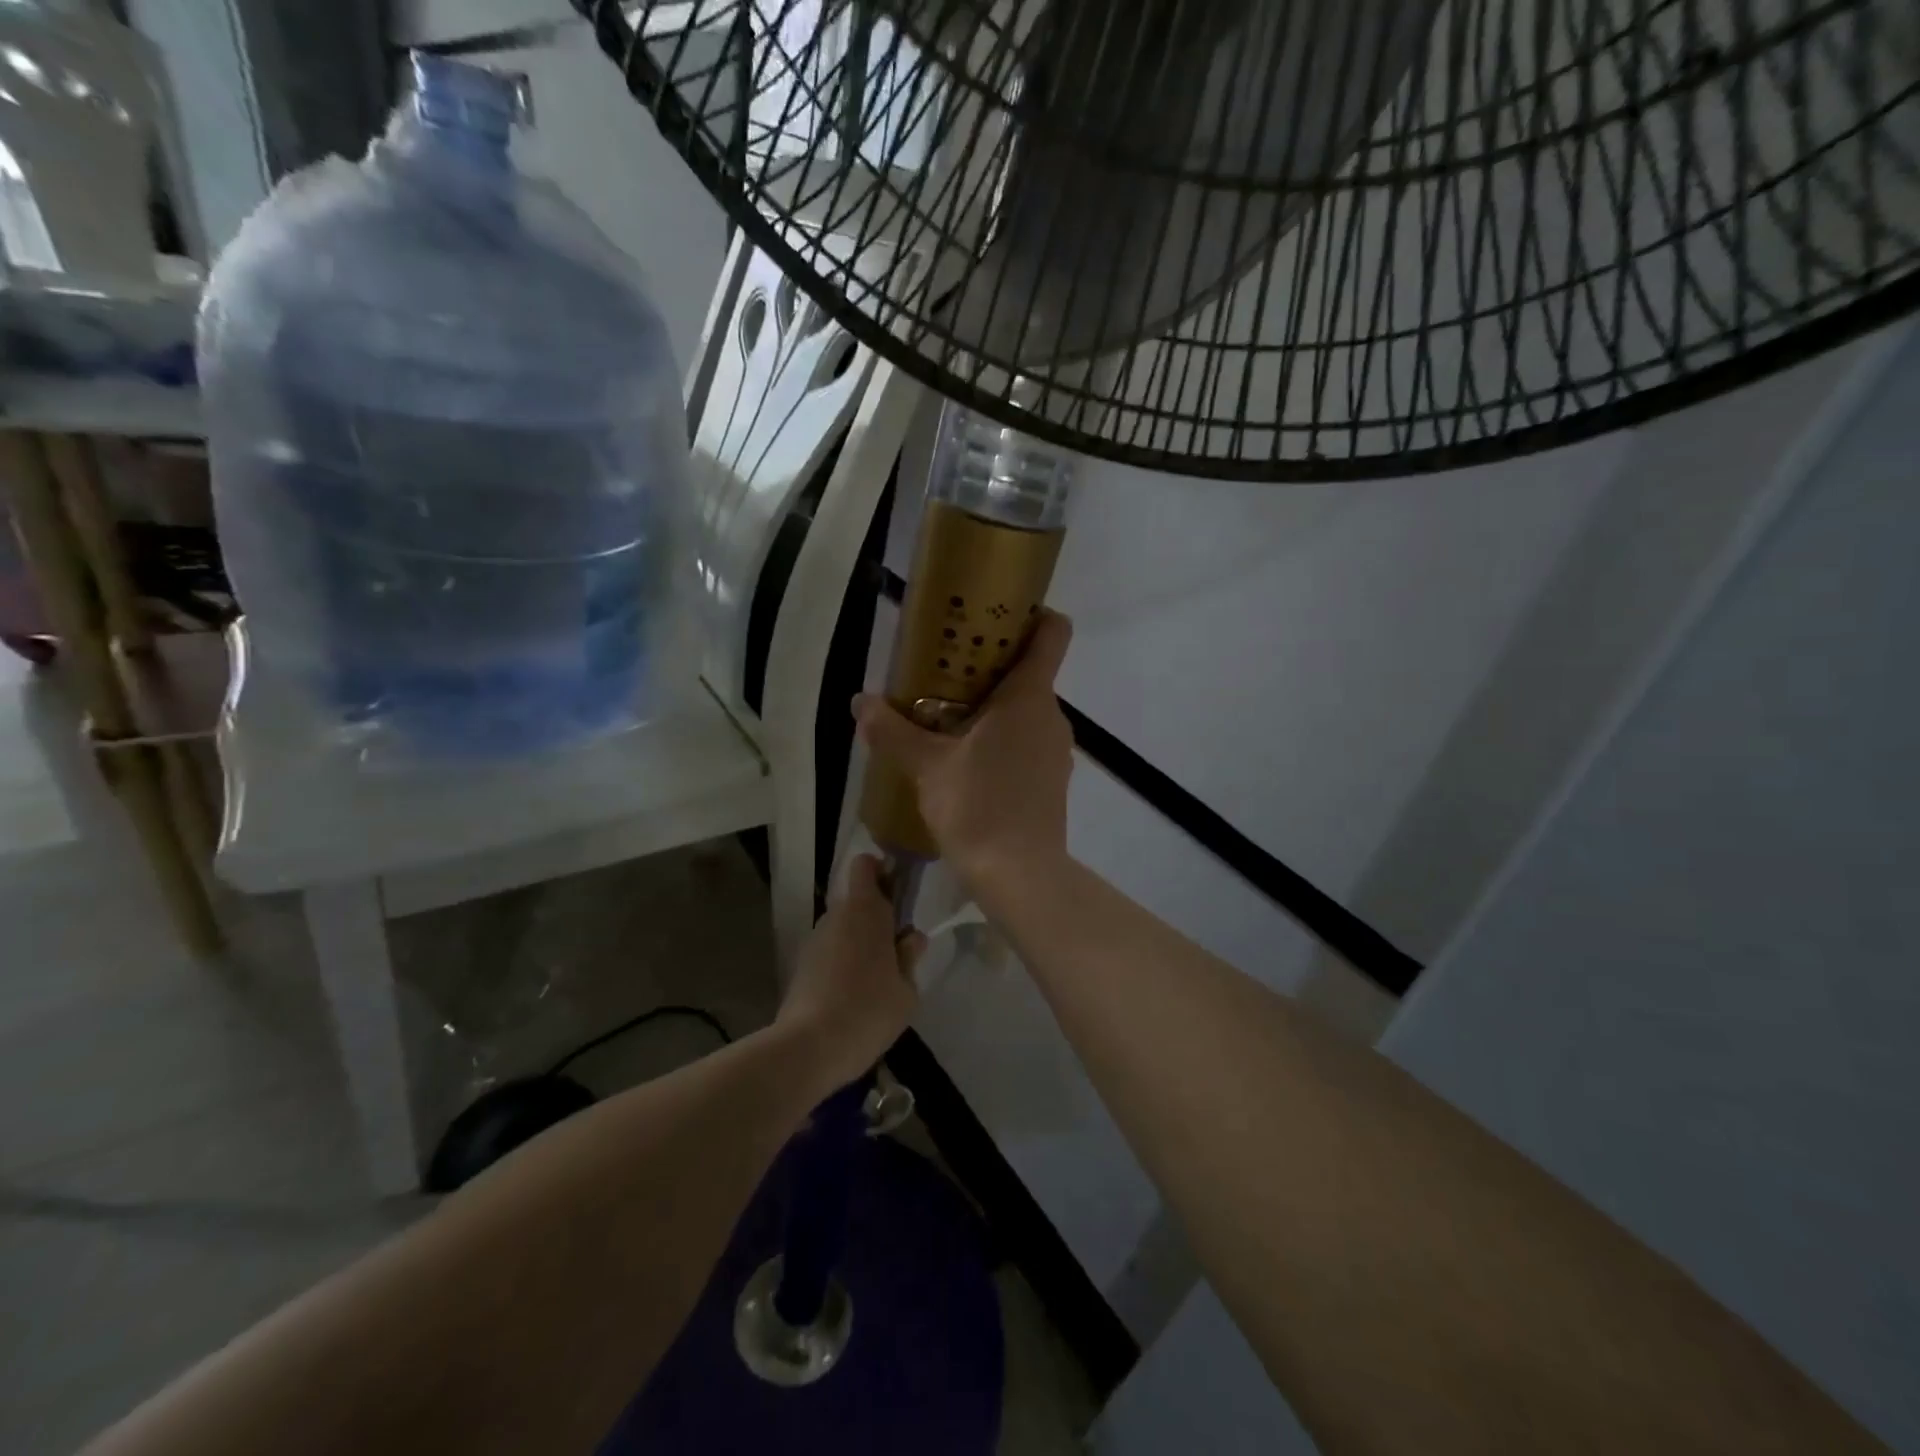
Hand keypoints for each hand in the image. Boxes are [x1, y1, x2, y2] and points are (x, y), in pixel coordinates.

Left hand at [775, 854, 923, 1091]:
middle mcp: (837, 915)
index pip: (866, 865)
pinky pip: (830, 951)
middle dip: (876, 915)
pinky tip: (853, 995)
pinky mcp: (801, 964)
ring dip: (859, 941)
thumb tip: (911, 939)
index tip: (899, 894)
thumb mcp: (906, 990)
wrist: (808, 1048)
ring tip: (876, 978)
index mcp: (866, 910)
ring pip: (843, 927)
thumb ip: (910, 958)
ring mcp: (815, 939)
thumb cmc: (868, 1011)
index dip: (882, 871)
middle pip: (857, 899)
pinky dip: (842, 962)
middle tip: (896, 948)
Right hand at [853, 609, 1074, 895]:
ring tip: (947, 722)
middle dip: (989, 668)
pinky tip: (967, 764)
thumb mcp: (926, 767)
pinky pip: (1027, 742)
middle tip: (943, 675)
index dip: (1032, 614)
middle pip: (1029, 672)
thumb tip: (860, 702)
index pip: (1052, 632)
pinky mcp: (1052, 780)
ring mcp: (1056, 750)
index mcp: (1028, 697)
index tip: (994, 616)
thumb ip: (892, 730)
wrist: (1020, 876)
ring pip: (1026, 711)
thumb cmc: (977, 807)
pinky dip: (1002, 740)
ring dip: (992, 709)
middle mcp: (1051, 716)